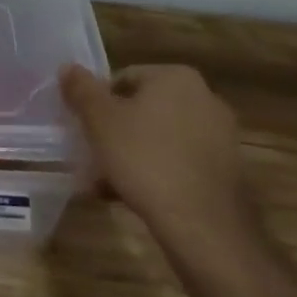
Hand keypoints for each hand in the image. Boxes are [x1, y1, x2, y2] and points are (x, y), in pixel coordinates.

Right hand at [61, 63, 247, 236]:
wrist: (205, 229)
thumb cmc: (146, 160)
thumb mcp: (100, 120)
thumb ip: (81, 89)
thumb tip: (68, 67)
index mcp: (177, 77)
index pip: (124, 78)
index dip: (99, 103)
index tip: (86, 129)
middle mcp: (205, 99)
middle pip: (143, 110)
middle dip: (116, 133)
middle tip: (93, 157)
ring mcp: (221, 138)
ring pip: (160, 139)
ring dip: (133, 156)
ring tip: (106, 184)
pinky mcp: (228, 173)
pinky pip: (180, 164)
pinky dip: (158, 174)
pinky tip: (134, 198)